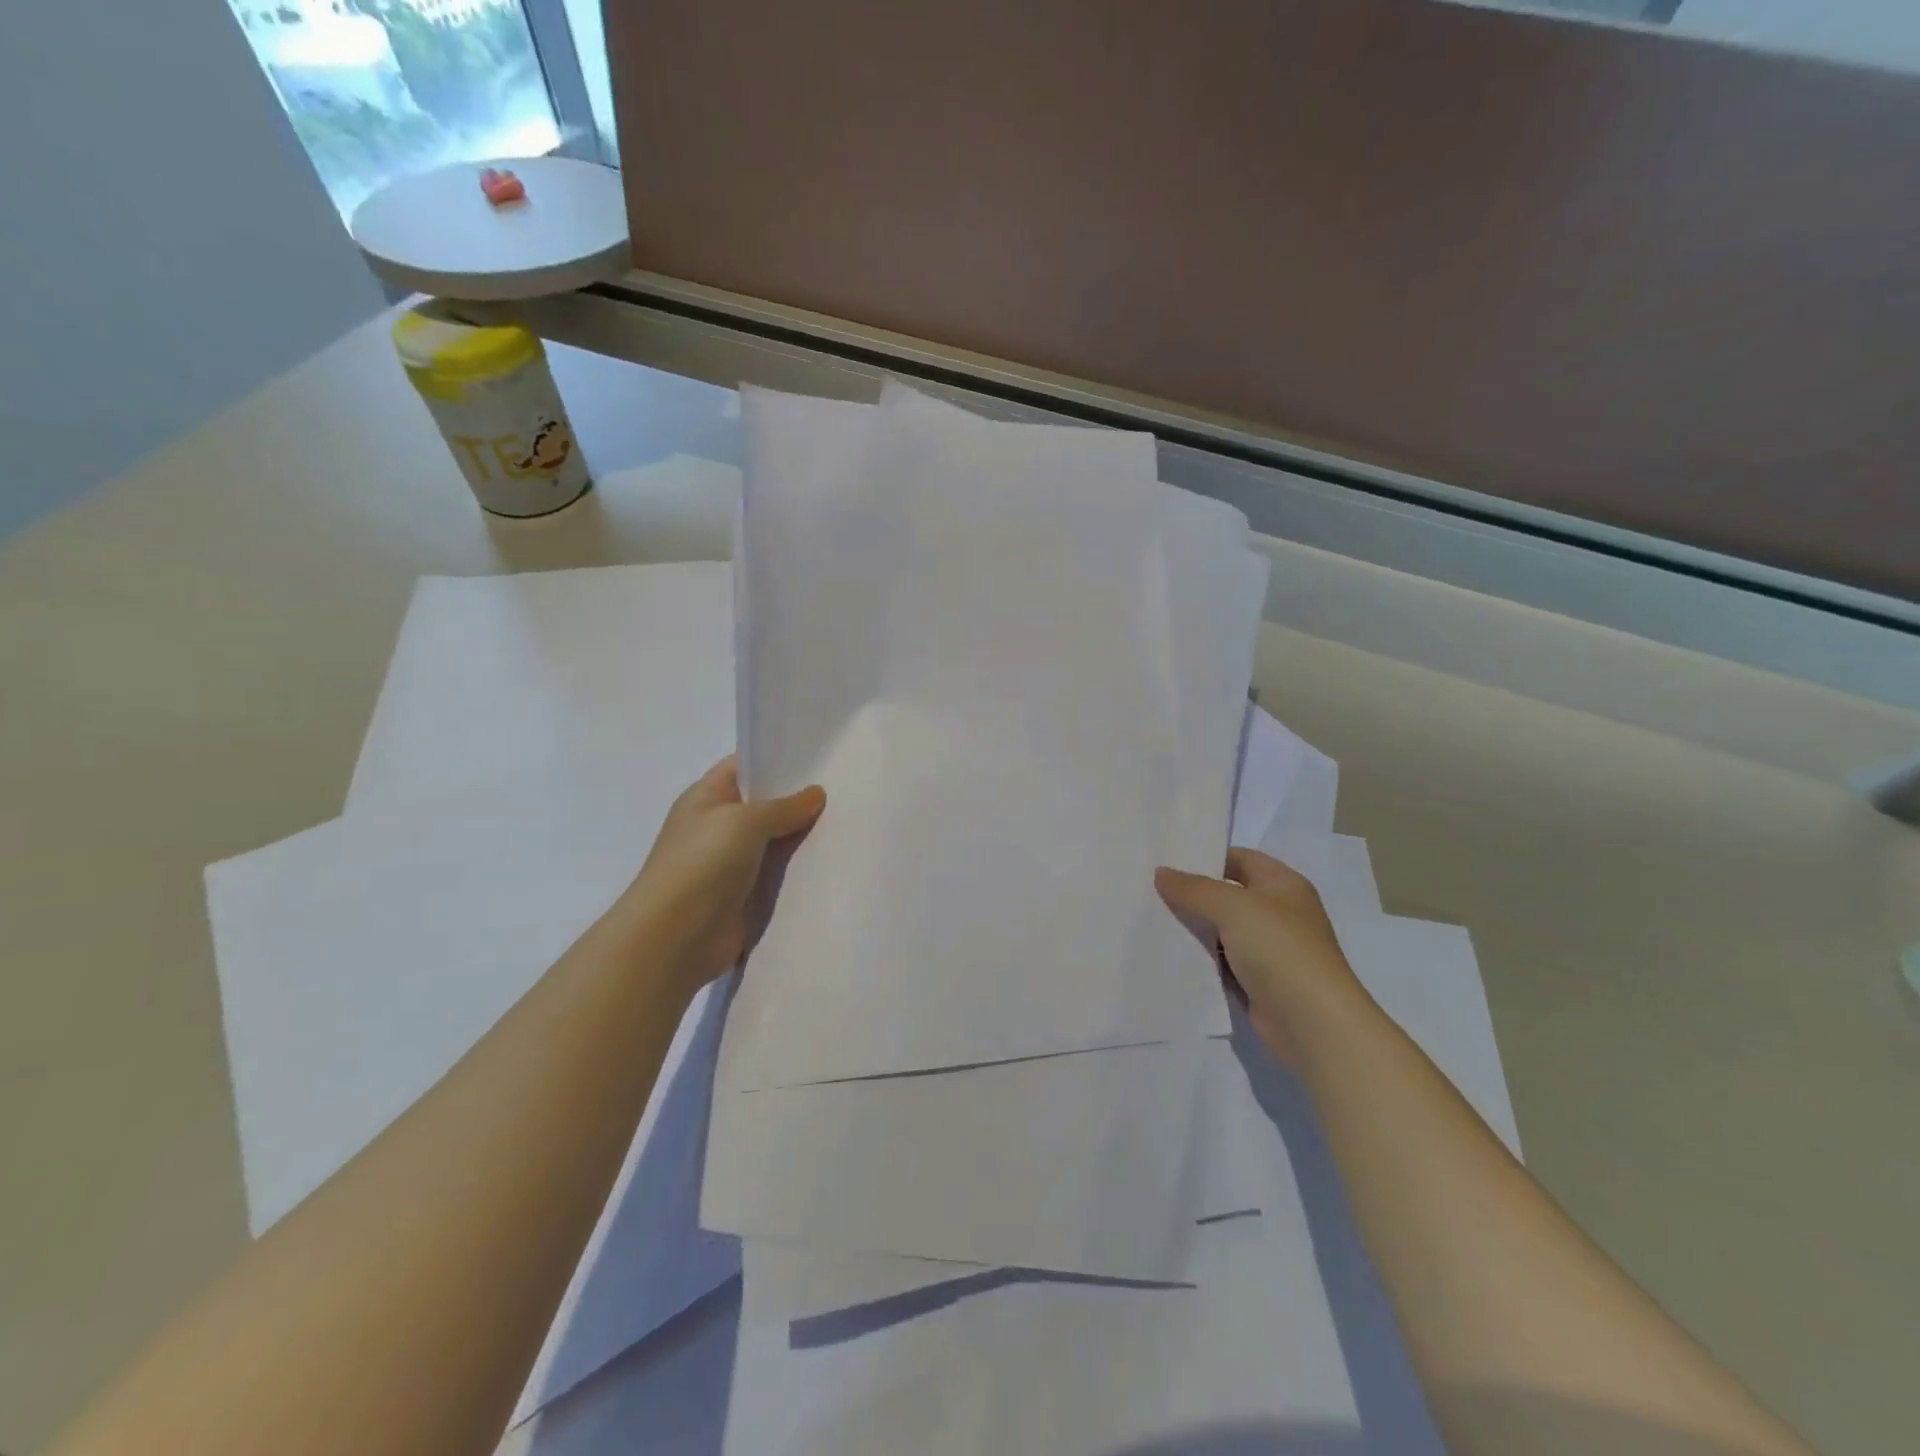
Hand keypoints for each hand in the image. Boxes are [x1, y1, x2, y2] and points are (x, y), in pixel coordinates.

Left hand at [619, 756, 825, 998]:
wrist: (675, 938)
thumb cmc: (703, 863)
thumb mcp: (745, 821)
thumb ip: (784, 806)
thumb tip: (816, 794)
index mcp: (706, 798)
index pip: (744, 766)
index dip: (776, 760)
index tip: (818, 758)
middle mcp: (717, 826)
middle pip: (764, 805)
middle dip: (798, 801)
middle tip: (844, 791)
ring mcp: (730, 863)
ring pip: (775, 842)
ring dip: (802, 838)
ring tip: (847, 824)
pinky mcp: (744, 896)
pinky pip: (777, 876)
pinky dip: (799, 871)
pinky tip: (832, 862)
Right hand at [1155, 849, 1370, 1063]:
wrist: (1312, 1023)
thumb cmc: (1279, 949)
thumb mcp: (1232, 907)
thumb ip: (1194, 888)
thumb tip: (1161, 873)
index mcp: (1283, 884)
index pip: (1240, 858)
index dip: (1207, 857)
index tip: (1166, 859)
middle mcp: (1278, 913)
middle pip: (1228, 894)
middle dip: (1193, 893)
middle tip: (1149, 888)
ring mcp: (1269, 949)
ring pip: (1222, 929)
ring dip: (1193, 927)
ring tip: (1150, 917)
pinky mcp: (1258, 981)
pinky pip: (1221, 961)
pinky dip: (1200, 958)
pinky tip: (1169, 953)